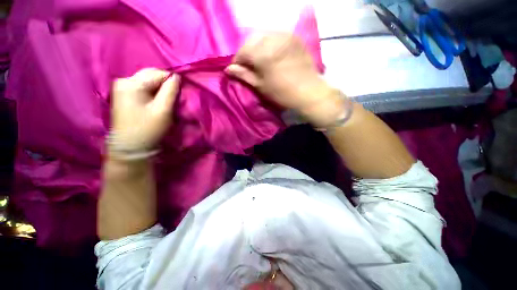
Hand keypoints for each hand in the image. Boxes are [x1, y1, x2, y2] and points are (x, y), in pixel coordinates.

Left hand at [110, 68, 179, 155]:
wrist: (131, 147)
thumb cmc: (148, 129)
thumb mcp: (163, 110)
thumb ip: (171, 91)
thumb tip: (177, 77)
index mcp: (131, 83)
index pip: (158, 73)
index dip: (172, 82)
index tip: (180, 95)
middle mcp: (124, 81)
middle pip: (151, 75)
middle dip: (165, 85)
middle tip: (174, 99)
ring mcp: (122, 88)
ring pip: (148, 82)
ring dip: (160, 90)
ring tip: (166, 102)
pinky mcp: (123, 95)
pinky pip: (143, 88)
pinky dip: (153, 93)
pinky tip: (156, 103)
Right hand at [225, 33, 344, 126]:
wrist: (308, 91)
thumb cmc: (282, 93)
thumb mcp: (260, 86)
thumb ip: (244, 75)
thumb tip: (228, 69)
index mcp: (261, 53)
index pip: (241, 52)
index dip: (237, 61)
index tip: (237, 70)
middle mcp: (271, 38)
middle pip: (251, 40)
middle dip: (246, 52)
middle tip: (248, 65)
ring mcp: (284, 36)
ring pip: (263, 35)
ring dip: (257, 46)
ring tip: (258, 59)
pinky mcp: (293, 37)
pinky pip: (276, 35)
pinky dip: (269, 42)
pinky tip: (270, 53)